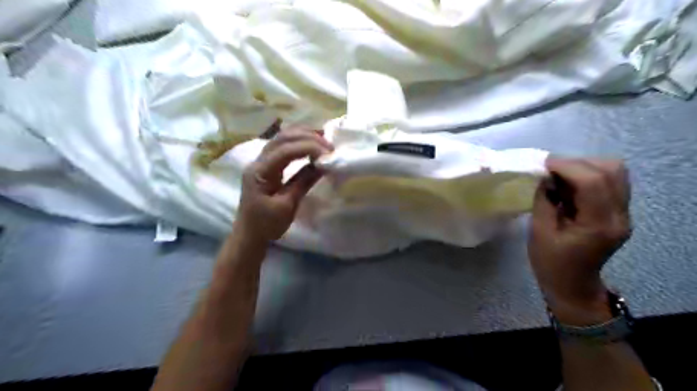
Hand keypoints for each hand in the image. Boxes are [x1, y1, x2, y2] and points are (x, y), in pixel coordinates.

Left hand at [232, 127, 332, 243]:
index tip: (329, 153)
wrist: (249, 234)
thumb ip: (304, 182)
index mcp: (259, 172)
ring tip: (324, 139)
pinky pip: (283, 146)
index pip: (285, 150)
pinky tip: (311, 144)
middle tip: (329, 144)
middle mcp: (258, 161)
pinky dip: (298, 142)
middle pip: (282, 138)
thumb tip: (323, 165)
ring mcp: (261, 161)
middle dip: (307, 137)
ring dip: (303, 135)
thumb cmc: (267, 224)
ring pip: (282, 138)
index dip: (308, 147)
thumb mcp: (287, 206)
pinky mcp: (267, 165)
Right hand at [529, 158, 631, 324]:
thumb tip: (545, 177)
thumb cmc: (551, 262)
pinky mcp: (618, 212)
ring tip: (559, 175)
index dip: (567, 166)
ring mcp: (623, 213)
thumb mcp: (539, 232)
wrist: (572, 285)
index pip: (593, 182)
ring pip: (615, 172)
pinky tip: (568, 184)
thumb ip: (544, 201)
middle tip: (550, 169)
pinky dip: (588, 175)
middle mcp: (619, 216)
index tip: (543, 164)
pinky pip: (610, 181)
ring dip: (584, 166)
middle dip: (577, 163)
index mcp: (599, 225)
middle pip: (611, 170)